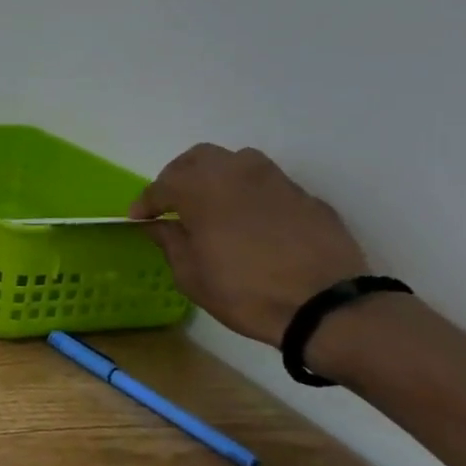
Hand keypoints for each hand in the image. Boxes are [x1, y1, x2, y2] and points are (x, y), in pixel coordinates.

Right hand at [131, 145, 368, 346]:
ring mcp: (276, 181)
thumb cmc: (244, 291)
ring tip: (213, 204)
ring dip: (217, 177)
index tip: (139, 219)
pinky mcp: (306, 197)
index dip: (145, 203)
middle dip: (179, 177)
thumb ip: (170, 241)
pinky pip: (268, 185)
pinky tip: (251, 222)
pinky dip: (251, 195)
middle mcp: (237, 173)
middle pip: (198, 158)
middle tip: (172, 203)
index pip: (161, 186)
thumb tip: (159, 224)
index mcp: (200, 188)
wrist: (326, 307)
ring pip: (237, 163)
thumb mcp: (190, 274)